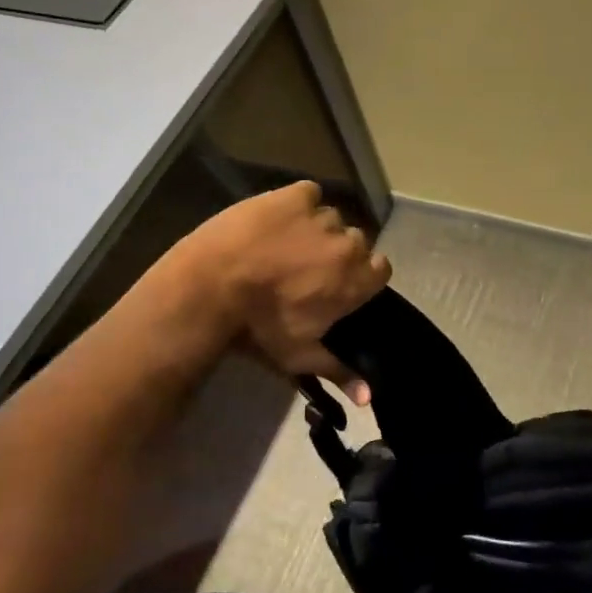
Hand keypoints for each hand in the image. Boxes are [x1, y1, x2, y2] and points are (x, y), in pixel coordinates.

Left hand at [161, 181, 390, 402]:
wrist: (211, 286)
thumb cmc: (258, 327)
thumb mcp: (298, 355)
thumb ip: (339, 370)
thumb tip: (370, 398)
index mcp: (354, 281)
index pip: (380, 270)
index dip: (362, 276)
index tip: (340, 285)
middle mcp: (346, 244)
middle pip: (354, 243)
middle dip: (336, 254)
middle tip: (306, 269)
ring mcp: (320, 215)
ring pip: (330, 219)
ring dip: (315, 231)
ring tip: (284, 245)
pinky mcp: (294, 194)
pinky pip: (308, 194)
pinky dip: (298, 205)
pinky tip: (278, 219)